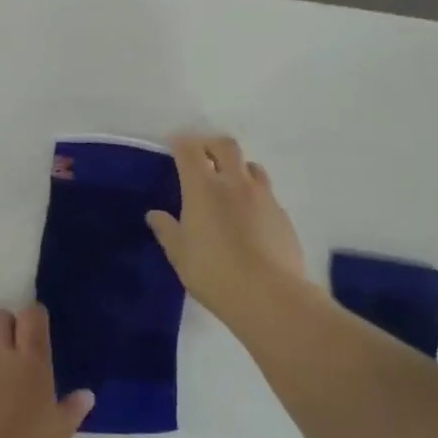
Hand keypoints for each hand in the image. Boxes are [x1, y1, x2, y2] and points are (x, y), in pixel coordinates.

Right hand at [147, 134, 306, 326]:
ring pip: (251, 166)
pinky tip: (248, 216)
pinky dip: (253, 194)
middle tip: (201, 154)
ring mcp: (263, 197)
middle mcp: (235, 183)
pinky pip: (266, 193)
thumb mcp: (179, 254)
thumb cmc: (213, 272)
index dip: (180, 142)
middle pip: (225, 146)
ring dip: (237, 166)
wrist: (269, 295)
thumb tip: (155, 215)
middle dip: (210, 144)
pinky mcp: (282, 215)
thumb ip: (167, 229)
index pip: (190, 150)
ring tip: (228, 183)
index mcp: (203, 187)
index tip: (173, 144)